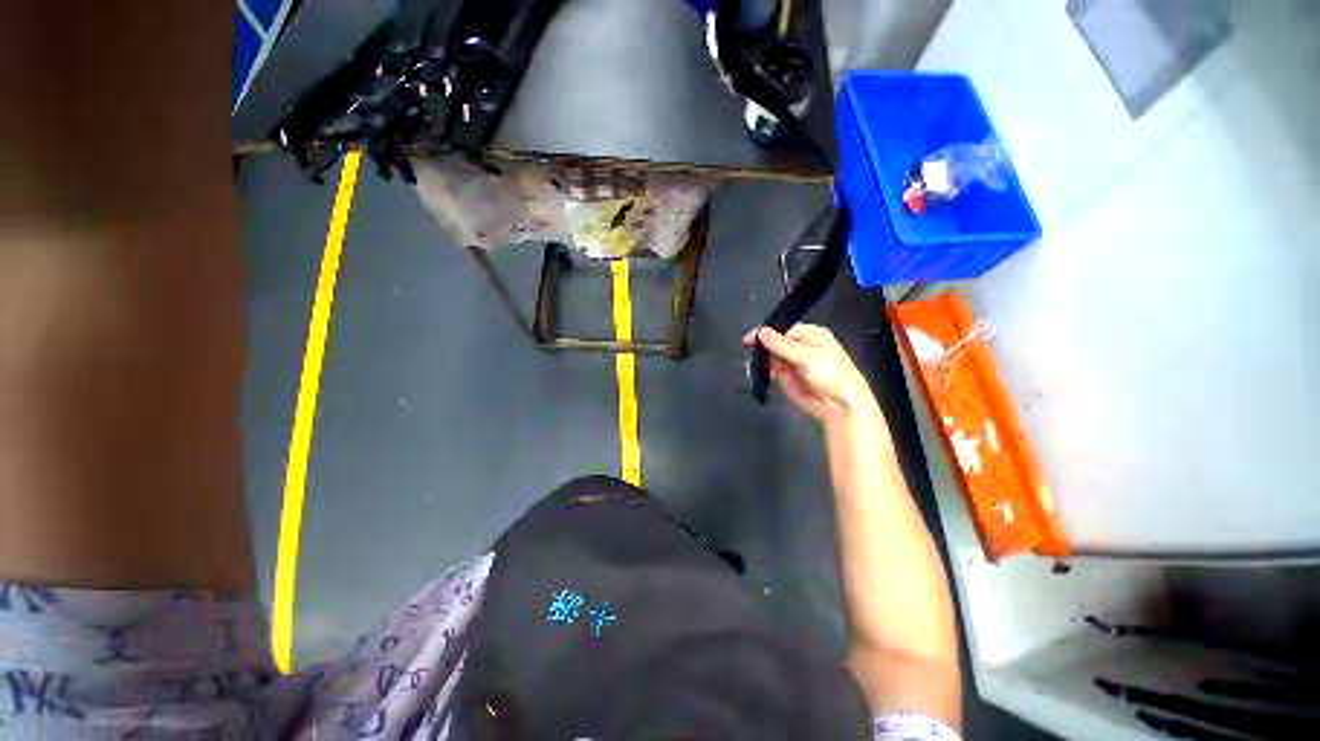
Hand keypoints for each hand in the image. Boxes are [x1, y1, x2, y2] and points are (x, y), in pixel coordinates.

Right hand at [744, 324, 875, 422]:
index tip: (749, 339)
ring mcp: (792, 361)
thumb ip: (781, 345)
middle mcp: (800, 345)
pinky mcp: (787, 375)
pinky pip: (771, 368)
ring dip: (763, 357)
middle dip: (763, 344)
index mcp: (810, 334)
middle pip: (775, 340)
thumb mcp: (806, 357)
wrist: (839, 405)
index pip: (783, 328)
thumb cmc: (830, 374)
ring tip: (755, 362)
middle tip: (749, 349)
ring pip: (771, 354)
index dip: (766, 332)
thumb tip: (761, 331)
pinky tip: (759, 370)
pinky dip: (764, 369)